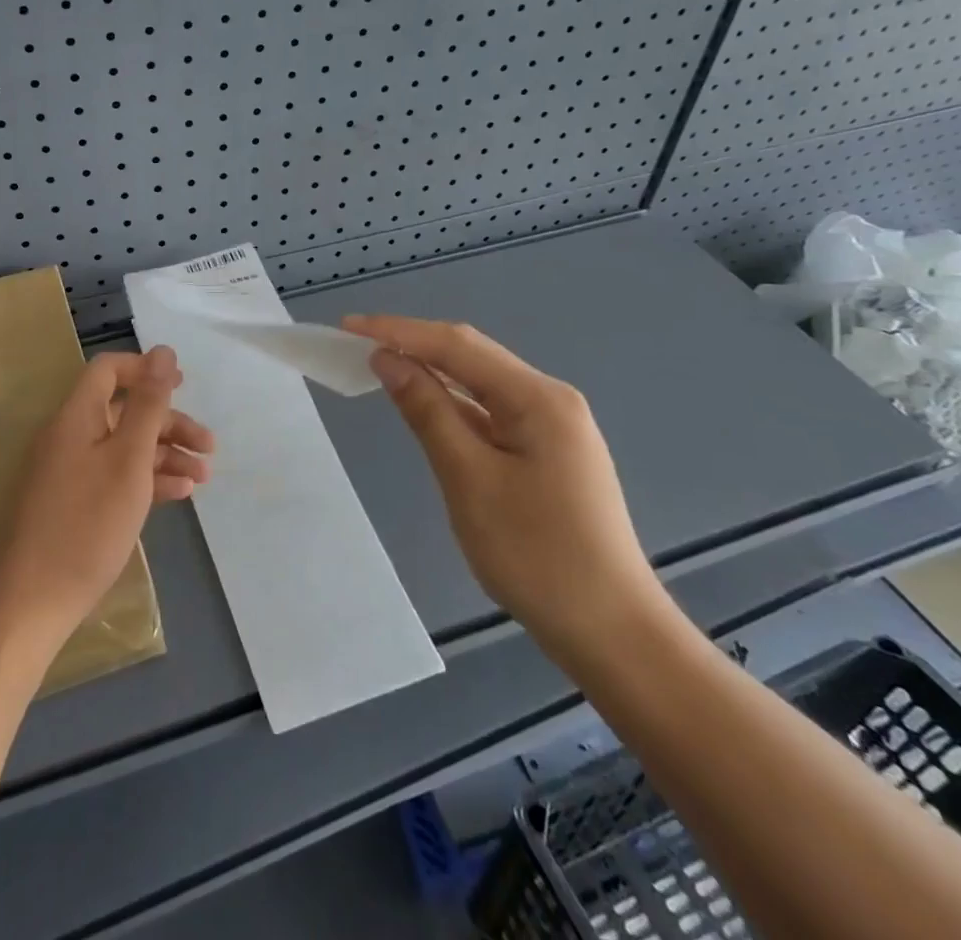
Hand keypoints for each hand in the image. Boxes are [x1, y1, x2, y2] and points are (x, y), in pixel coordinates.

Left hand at [0, 348, 213, 641]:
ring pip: (123, 447)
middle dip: (169, 423)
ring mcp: (69, 471)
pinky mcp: (73, 503)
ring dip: (165, 454)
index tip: (184, 385)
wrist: (33, 601)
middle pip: (123, 411)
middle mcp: (69, 436)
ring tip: (204, 477)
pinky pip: (114, 476)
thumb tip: (163, 351)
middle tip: (209, 445)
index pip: (109, 370)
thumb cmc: (87, 523)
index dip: (146, 370)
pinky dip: (146, 479)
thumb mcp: (129, 459)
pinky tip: (178, 494)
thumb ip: (149, 404)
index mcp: (76, 416)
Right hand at [342, 315, 664, 660]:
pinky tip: (426, 406)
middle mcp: (549, 399)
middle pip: (471, 356)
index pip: (456, 345)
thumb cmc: (537, 555)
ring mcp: (552, 426)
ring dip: (431, 371)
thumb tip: (388, 360)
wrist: (612, 633)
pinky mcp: (547, 452)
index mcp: (537, 398)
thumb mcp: (469, 479)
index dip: (398, 331)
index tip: (348, 326)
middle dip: (413, 344)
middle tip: (357, 343)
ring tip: (380, 365)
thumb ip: (428, 412)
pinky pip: (491, 411)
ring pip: (480, 383)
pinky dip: (452, 404)